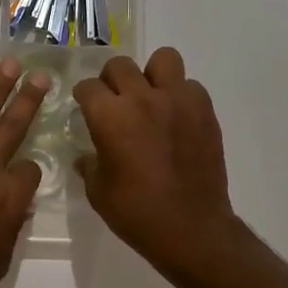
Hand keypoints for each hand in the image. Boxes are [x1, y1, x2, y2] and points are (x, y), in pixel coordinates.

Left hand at [0, 57, 49, 287]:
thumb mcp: (2, 259)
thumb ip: (11, 225)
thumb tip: (16, 204)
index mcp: (10, 198)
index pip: (29, 168)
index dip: (28, 171)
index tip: (21, 177)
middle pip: (13, 128)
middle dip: (28, 98)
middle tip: (40, 74)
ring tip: (7, 64)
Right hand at [74, 47, 241, 284]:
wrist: (191, 228)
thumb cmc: (136, 213)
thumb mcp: (98, 191)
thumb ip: (90, 164)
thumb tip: (87, 156)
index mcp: (110, 116)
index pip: (88, 86)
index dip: (83, 97)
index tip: (84, 107)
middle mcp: (142, 98)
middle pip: (120, 66)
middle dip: (111, 80)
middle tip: (114, 102)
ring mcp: (178, 101)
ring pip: (163, 59)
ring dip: (152, 75)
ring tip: (150, 98)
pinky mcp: (204, 111)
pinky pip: (190, 86)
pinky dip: (180, 95)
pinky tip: (175, 119)